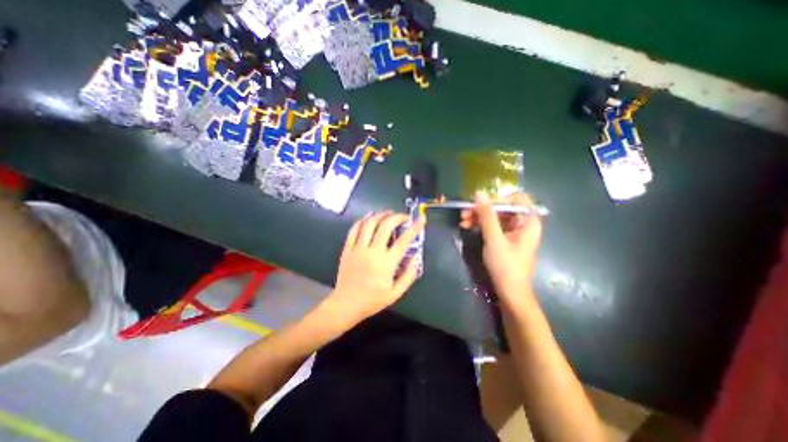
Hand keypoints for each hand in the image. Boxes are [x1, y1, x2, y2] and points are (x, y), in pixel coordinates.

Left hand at [326, 212, 425, 321]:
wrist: (346, 305)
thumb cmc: (372, 300)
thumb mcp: (396, 293)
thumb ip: (409, 275)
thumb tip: (416, 257)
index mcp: (386, 263)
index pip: (404, 240)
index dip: (415, 227)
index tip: (421, 219)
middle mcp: (372, 252)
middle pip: (386, 226)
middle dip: (397, 217)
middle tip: (404, 217)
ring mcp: (358, 249)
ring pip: (369, 224)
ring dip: (380, 215)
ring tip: (388, 212)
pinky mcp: (347, 249)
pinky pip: (354, 230)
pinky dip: (362, 220)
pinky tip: (369, 216)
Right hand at [464, 191, 542, 299]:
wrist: (510, 292)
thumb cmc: (506, 265)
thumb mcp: (494, 238)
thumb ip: (487, 215)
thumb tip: (479, 193)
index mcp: (528, 221)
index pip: (515, 199)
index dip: (497, 198)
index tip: (480, 203)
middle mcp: (522, 223)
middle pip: (502, 207)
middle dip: (482, 209)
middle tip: (464, 213)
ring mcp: (513, 232)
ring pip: (495, 216)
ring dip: (478, 217)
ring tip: (462, 221)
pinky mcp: (504, 239)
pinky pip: (492, 226)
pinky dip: (480, 225)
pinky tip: (467, 226)